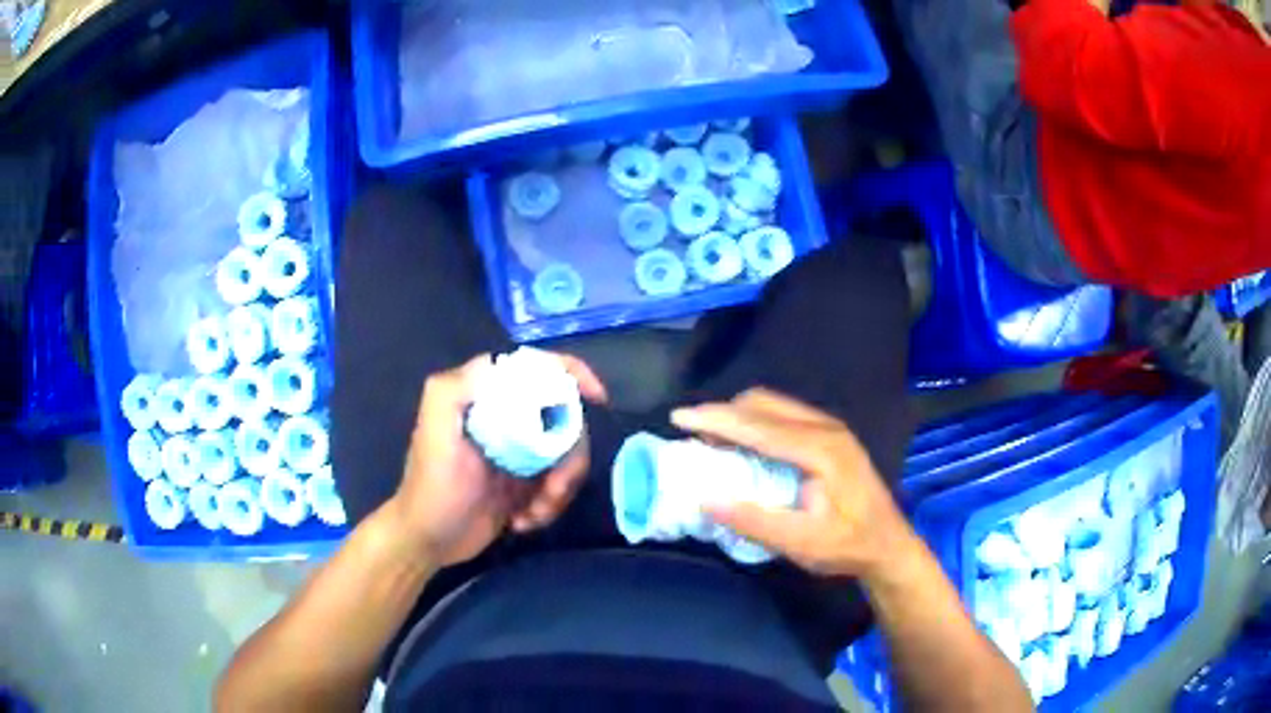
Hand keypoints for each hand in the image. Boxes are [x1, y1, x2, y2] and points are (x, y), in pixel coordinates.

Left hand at [390, 353, 606, 566]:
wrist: (429, 540)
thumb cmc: (431, 487)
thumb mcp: (433, 435)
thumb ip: (451, 392)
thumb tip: (496, 364)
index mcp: (486, 397)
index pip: (536, 369)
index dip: (572, 373)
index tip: (597, 398)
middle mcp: (507, 417)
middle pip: (565, 419)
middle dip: (570, 459)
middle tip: (554, 490)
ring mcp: (520, 451)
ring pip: (568, 456)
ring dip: (561, 489)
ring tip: (533, 514)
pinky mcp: (527, 481)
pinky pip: (559, 484)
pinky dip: (550, 506)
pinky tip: (523, 522)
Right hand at [671, 389, 915, 578]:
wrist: (889, 544)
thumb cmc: (849, 546)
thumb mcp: (802, 544)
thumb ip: (755, 522)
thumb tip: (705, 500)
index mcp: (821, 450)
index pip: (759, 426)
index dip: (716, 419)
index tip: (679, 417)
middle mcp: (825, 428)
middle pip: (763, 404)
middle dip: (723, 414)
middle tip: (692, 436)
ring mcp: (830, 428)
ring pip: (773, 405)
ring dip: (738, 417)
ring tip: (712, 441)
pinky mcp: (829, 435)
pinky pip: (783, 415)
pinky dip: (755, 423)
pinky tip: (744, 445)